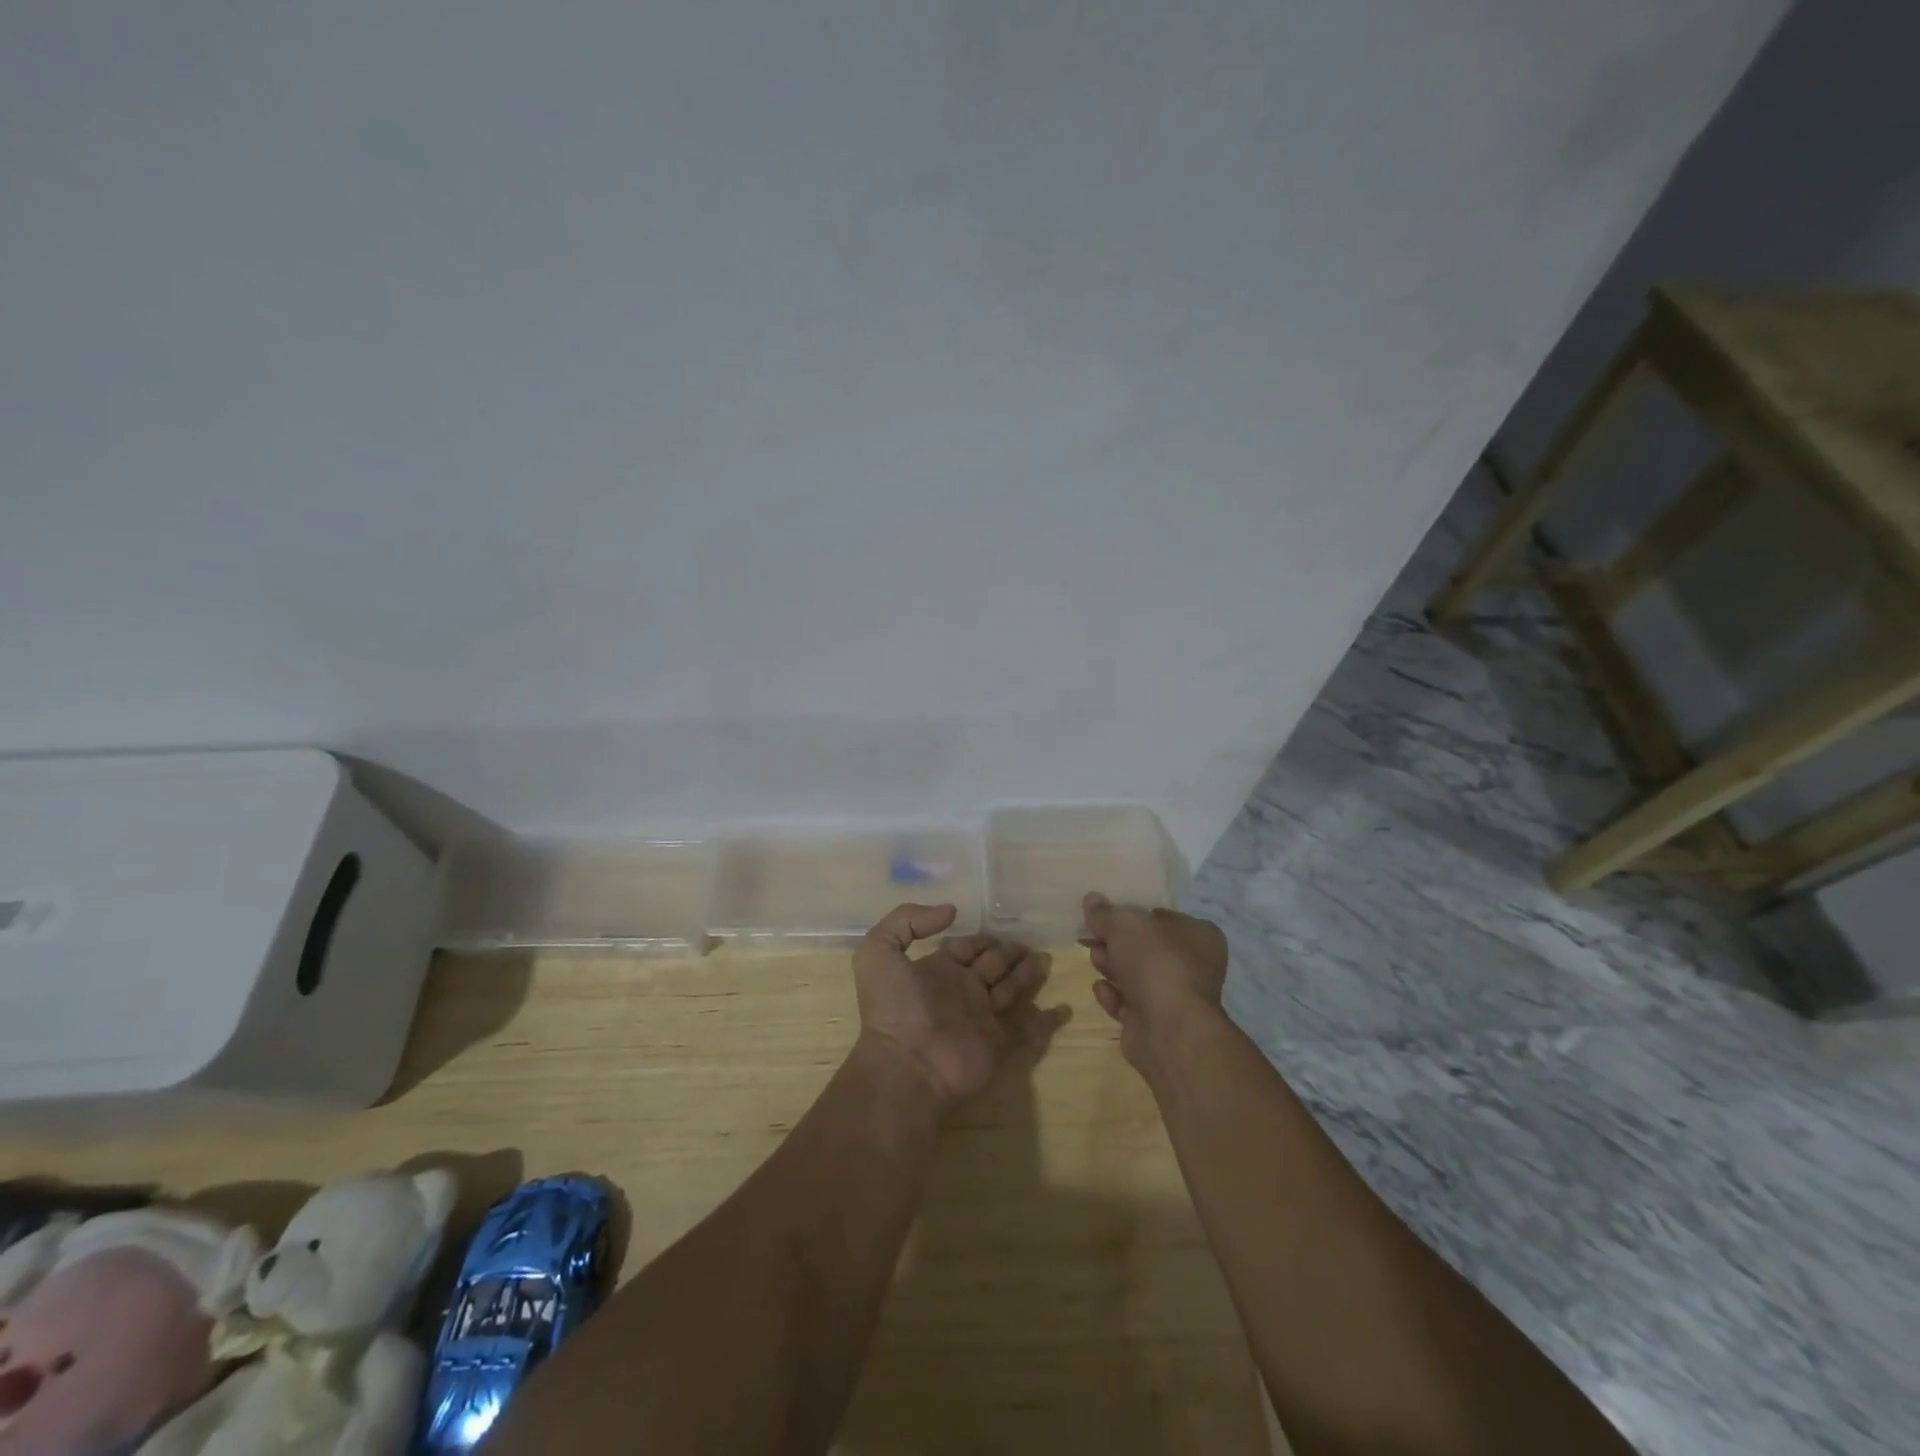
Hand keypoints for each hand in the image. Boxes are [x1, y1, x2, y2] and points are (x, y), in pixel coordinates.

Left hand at [853, 903, 1066, 1109]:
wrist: (907, 1065)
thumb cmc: (893, 1007)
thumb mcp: (879, 951)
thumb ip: (907, 920)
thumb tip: (951, 911)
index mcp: (937, 970)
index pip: (965, 947)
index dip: (980, 939)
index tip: (1000, 929)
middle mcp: (961, 990)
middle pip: (992, 965)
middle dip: (1009, 953)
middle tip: (1029, 944)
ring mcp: (981, 1018)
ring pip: (1011, 990)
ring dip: (1027, 976)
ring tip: (1043, 961)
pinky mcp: (999, 1043)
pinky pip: (1027, 1029)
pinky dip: (1045, 1020)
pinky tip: (1062, 1008)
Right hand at [1081, 893, 1228, 1075]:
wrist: (1168, 1028)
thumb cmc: (1156, 962)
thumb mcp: (1125, 923)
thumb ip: (1106, 912)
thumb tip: (1091, 899)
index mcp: (1198, 935)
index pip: (1161, 917)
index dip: (1131, 914)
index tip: (1103, 914)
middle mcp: (1192, 966)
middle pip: (1144, 947)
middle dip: (1115, 943)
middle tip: (1091, 937)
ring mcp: (1175, 998)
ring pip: (1135, 976)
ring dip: (1111, 967)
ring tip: (1094, 961)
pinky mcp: (1156, 1024)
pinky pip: (1129, 1003)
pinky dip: (1114, 996)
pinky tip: (1101, 990)